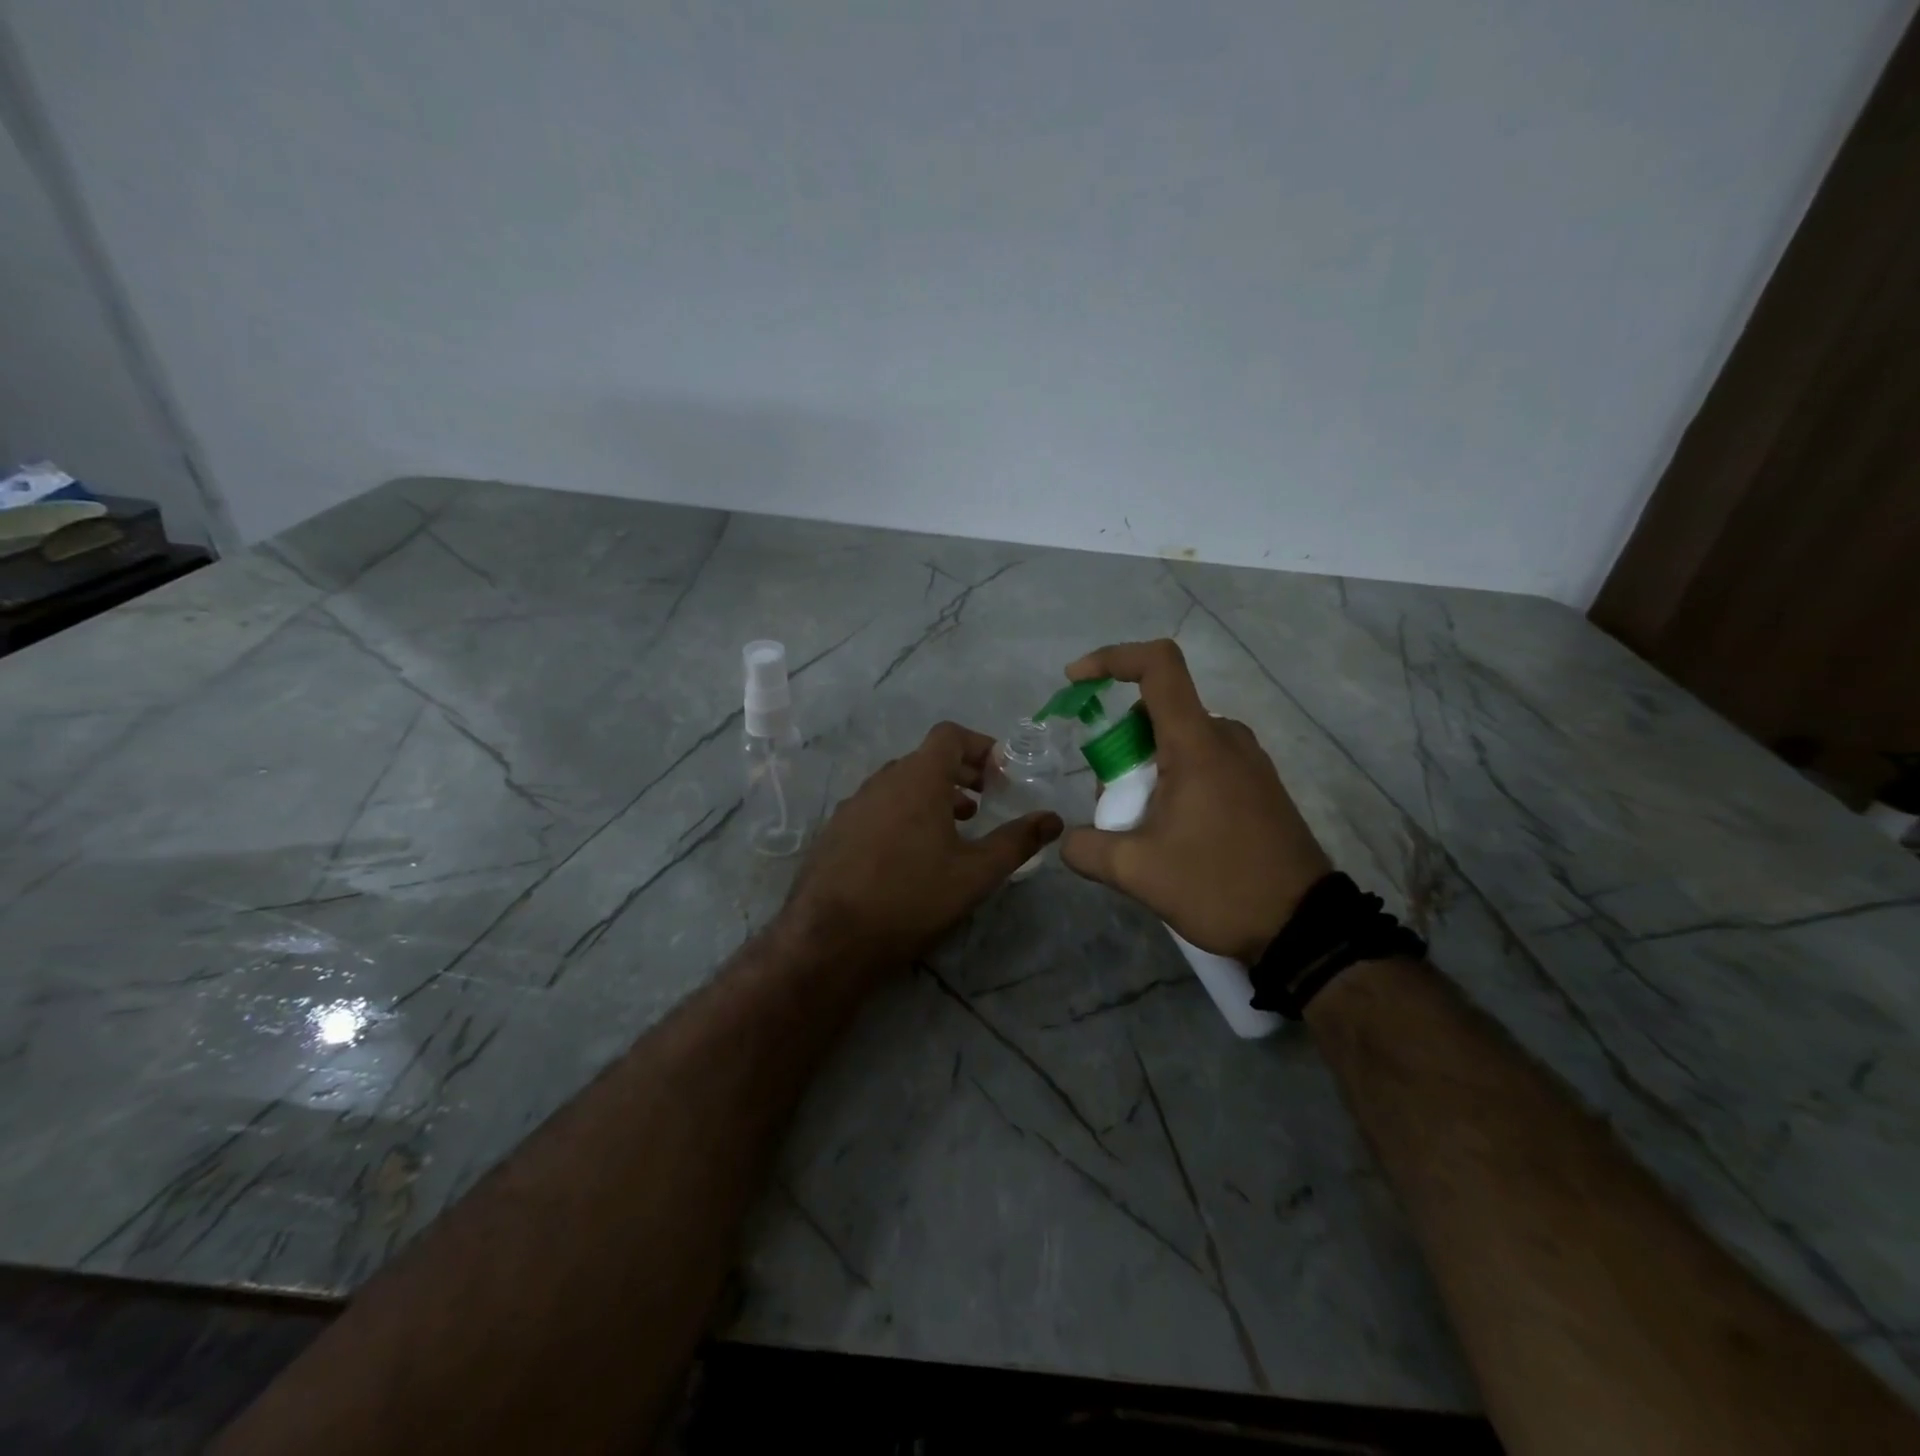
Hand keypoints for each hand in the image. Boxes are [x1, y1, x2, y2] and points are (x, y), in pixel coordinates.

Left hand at [784, 721, 1062, 972]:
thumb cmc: (911, 897)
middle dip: (961, 773)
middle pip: (926, 759)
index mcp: (917, 778)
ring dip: (932, 794)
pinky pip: (878, 806)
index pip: (950, 735)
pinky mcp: (836, 830)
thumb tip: (1052, 819)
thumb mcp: (975, 873)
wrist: (830, 938)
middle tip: (987, 800)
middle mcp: (882, 780)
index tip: (1002, 775)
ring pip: (900, 784)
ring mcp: (854, 804)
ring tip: (956, 826)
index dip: (981, 746)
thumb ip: (1017, 841)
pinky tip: (912, 853)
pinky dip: (904, 813)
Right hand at [1059, 640, 1332, 962]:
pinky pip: (1204, 761)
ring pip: (1179, 739)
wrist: (1305, 927)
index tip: (1076, 680)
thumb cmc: (1220, 885)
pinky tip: (1171, 833)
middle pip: (1158, 712)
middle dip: (1119, 746)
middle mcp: (1226, 738)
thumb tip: (1067, 840)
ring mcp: (1249, 761)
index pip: (1158, 665)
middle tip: (1111, 802)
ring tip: (1139, 827)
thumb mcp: (1137, 873)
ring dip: (1145, 768)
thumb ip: (1086, 848)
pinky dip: (1173, 779)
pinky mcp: (1259, 785)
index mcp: (1197, 743)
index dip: (1112, 658)